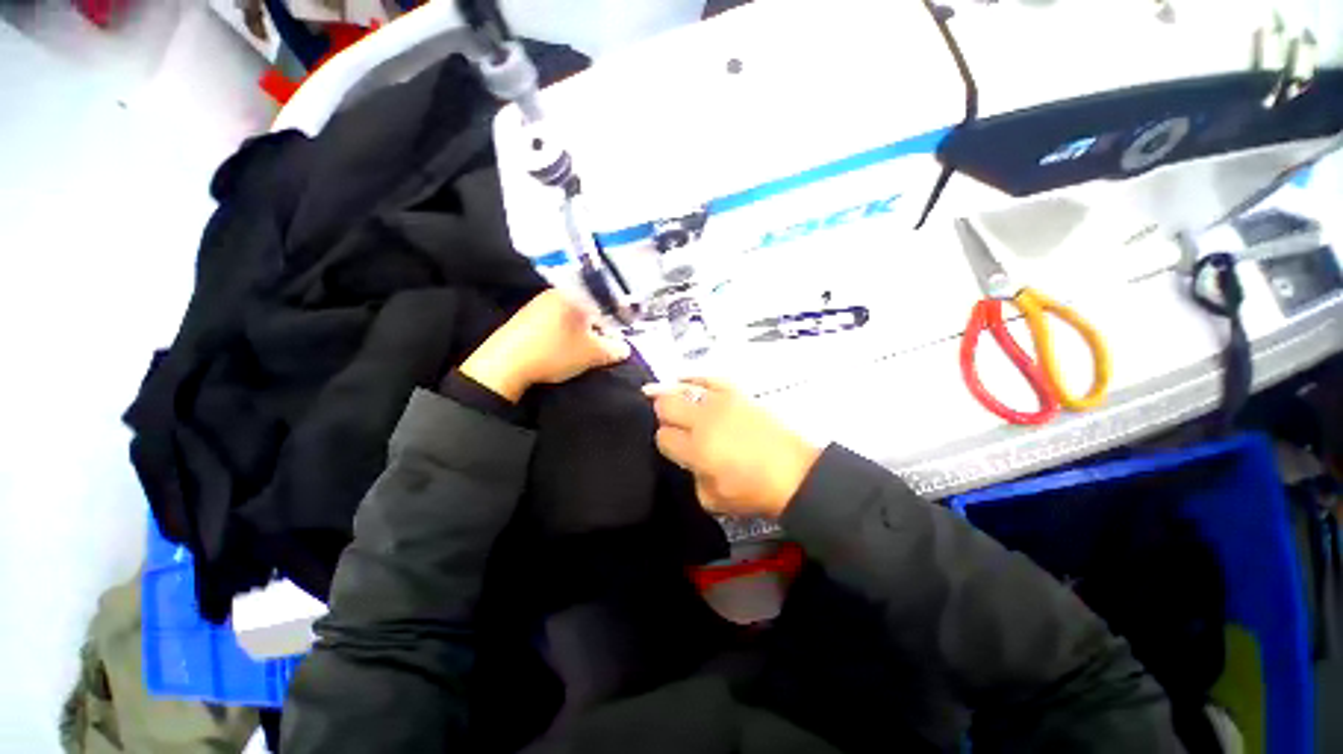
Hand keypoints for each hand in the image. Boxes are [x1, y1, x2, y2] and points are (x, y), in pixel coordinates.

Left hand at [461, 290, 630, 401]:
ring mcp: (538, 303)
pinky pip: (555, 320)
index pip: (605, 303)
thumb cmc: (554, 353)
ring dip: (581, 331)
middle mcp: (556, 293)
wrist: (504, 365)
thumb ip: (614, 349)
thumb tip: (625, 348)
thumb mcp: (592, 354)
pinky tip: (562, 349)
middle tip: (602, 346)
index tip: (618, 339)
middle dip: (598, 328)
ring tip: (582, 350)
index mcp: (574, 294)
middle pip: (588, 308)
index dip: (616, 322)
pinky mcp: (525, 317)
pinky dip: (565, 333)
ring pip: (571, 315)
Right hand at [644, 378, 820, 518]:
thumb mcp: (712, 499)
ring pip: (682, 389)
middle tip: (671, 425)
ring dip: (672, 396)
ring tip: (669, 402)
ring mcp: (721, 403)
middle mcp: (704, 420)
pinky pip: (709, 379)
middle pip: (666, 405)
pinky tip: (684, 381)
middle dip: (663, 415)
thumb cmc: (754, 491)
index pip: (664, 437)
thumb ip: (692, 477)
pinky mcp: (737, 394)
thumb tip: (689, 459)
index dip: (665, 442)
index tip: (675, 448)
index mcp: (696, 449)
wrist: (794, 473)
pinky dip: (693, 379)